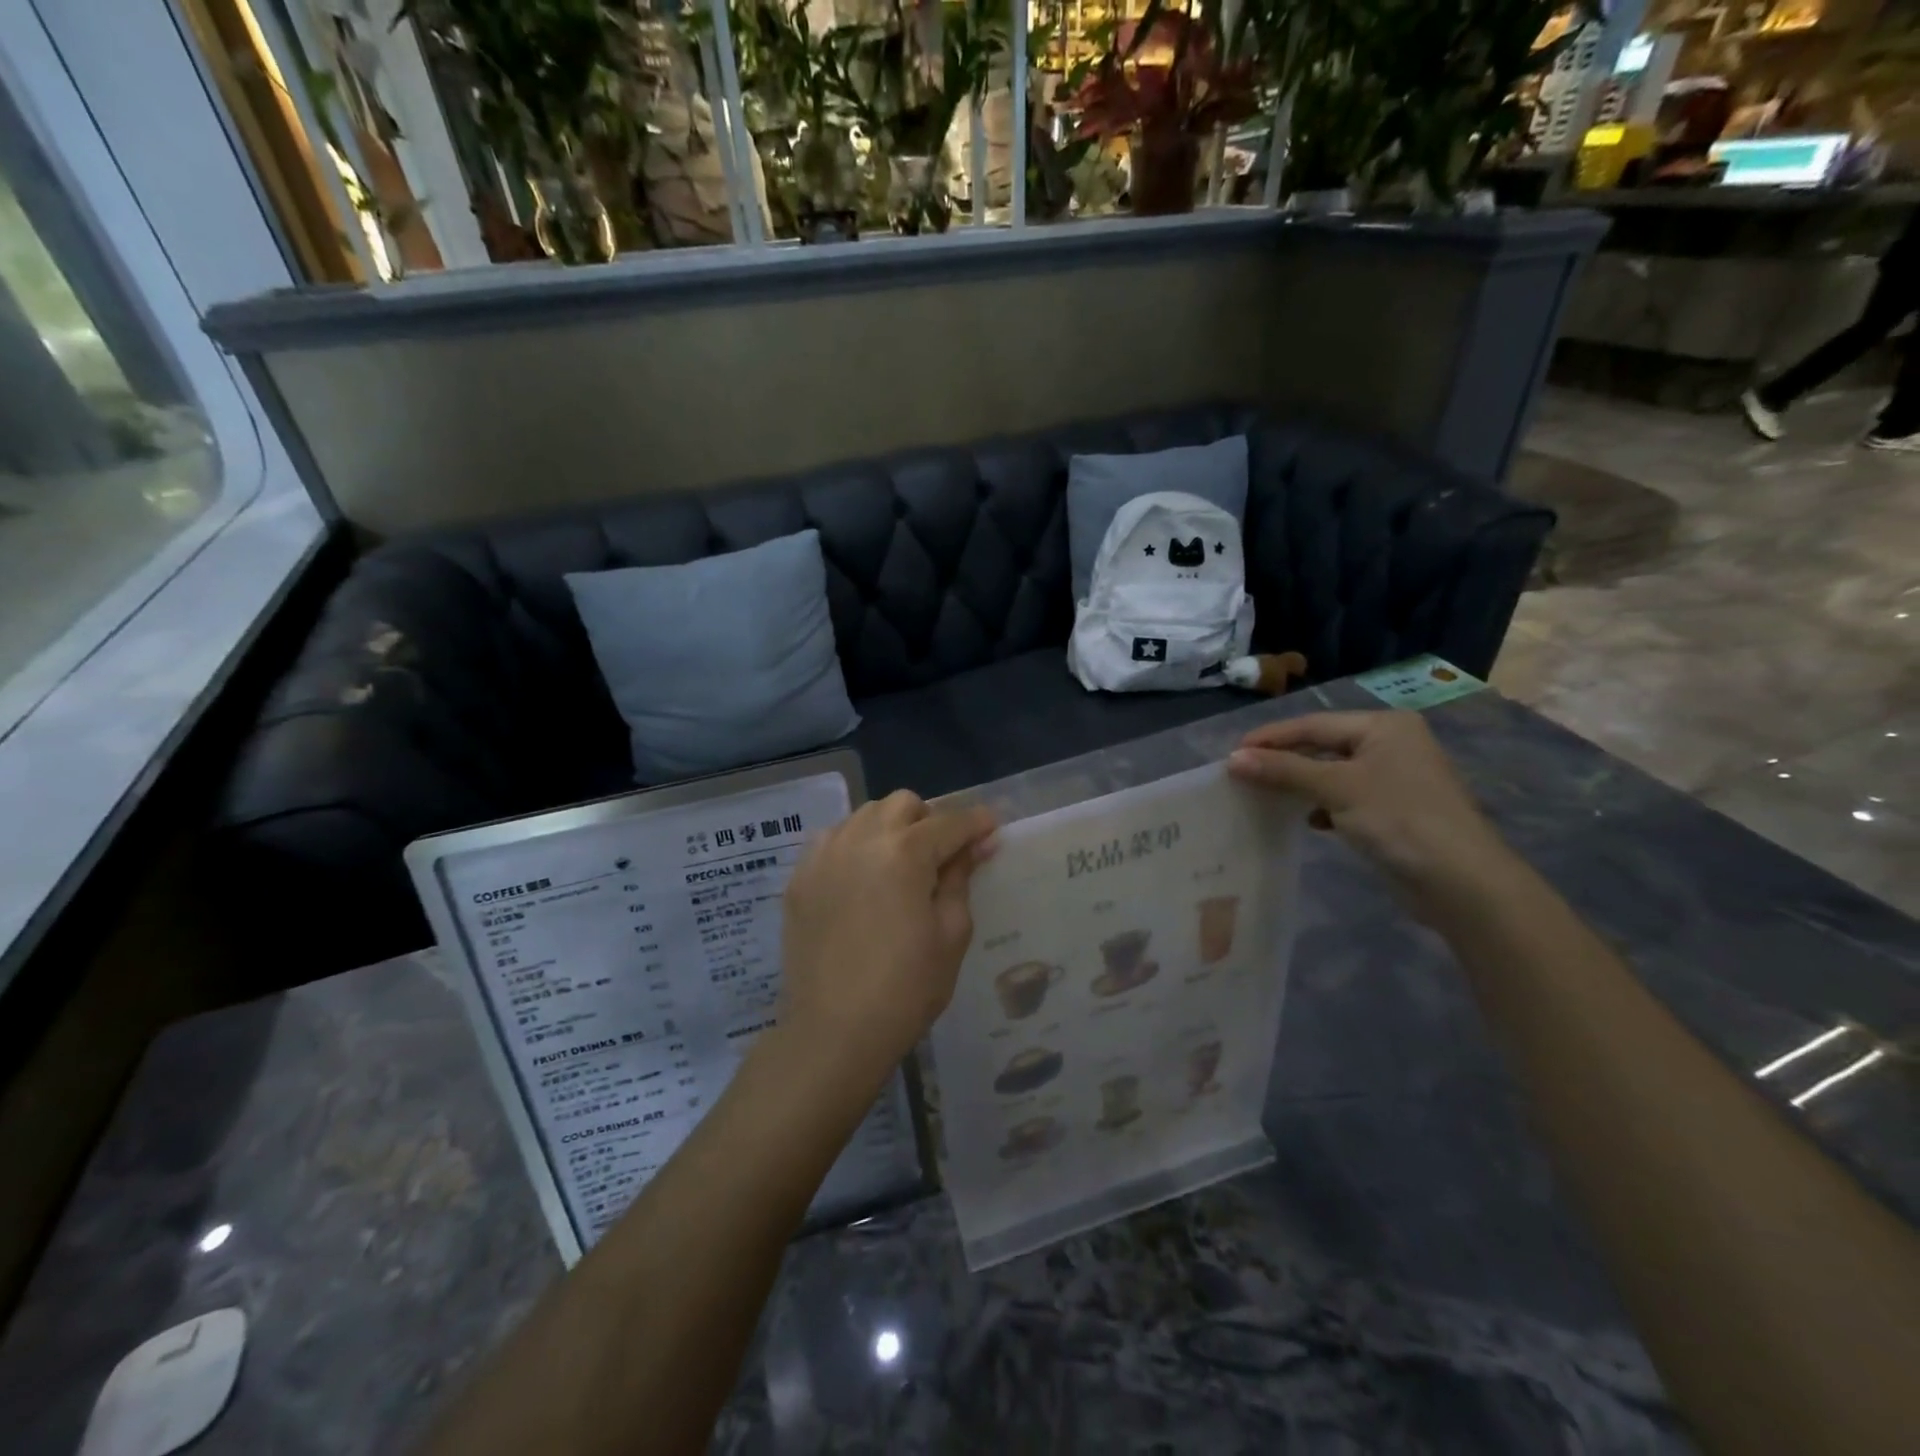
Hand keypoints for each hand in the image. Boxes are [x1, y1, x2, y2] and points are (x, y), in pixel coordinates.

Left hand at [779, 792, 996, 1079]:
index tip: (991, 829)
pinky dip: (855, 844)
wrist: (832, 1032)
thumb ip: (961, 878)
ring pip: (865, 815)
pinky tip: (863, 877)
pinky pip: (833, 839)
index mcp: (904, 852)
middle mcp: (861, 839)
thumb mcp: (951, 934)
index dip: (976, 823)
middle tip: (943, 855)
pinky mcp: (800, 877)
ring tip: (900, 864)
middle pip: (903, 805)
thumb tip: (975, 845)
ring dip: (891, 827)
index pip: (950, 822)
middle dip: (930, 820)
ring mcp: (824, 855)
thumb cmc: (906, 988)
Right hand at [1226, 711, 1520, 917]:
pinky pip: (1345, 796)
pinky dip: (1322, 804)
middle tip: (1242, 775)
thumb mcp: (1336, 788)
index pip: (1313, 724)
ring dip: (1299, 783)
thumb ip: (1283, 770)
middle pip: (1322, 745)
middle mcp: (1391, 743)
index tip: (1231, 754)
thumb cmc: (1399, 819)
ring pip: (1332, 772)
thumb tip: (1232, 758)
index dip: (1270, 738)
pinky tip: (1306, 820)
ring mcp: (1395, 777)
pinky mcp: (1394, 809)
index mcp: (1383, 726)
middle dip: (1283, 761)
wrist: (1461, 882)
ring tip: (1264, 795)